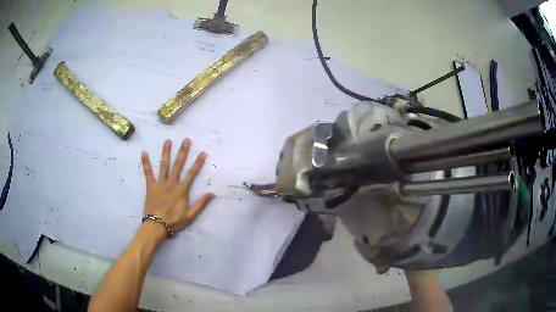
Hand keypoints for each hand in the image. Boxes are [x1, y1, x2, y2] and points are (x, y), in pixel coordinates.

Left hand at [141, 139, 214, 238]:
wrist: (156, 225)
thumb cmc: (174, 221)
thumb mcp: (190, 215)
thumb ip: (201, 204)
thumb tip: (212, 193)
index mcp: (182, 190)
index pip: (192, 174)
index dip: (198, 163)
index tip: (202, 152)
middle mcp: (172, 183)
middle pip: (178, 165)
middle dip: (183, 152)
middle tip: (186, 140)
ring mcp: (160, 183)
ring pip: (164, 165)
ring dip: (166, 152)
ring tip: (168, 141)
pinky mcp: (150, 186)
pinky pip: (148, 173)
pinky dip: (146, 163)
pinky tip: (143, 153)